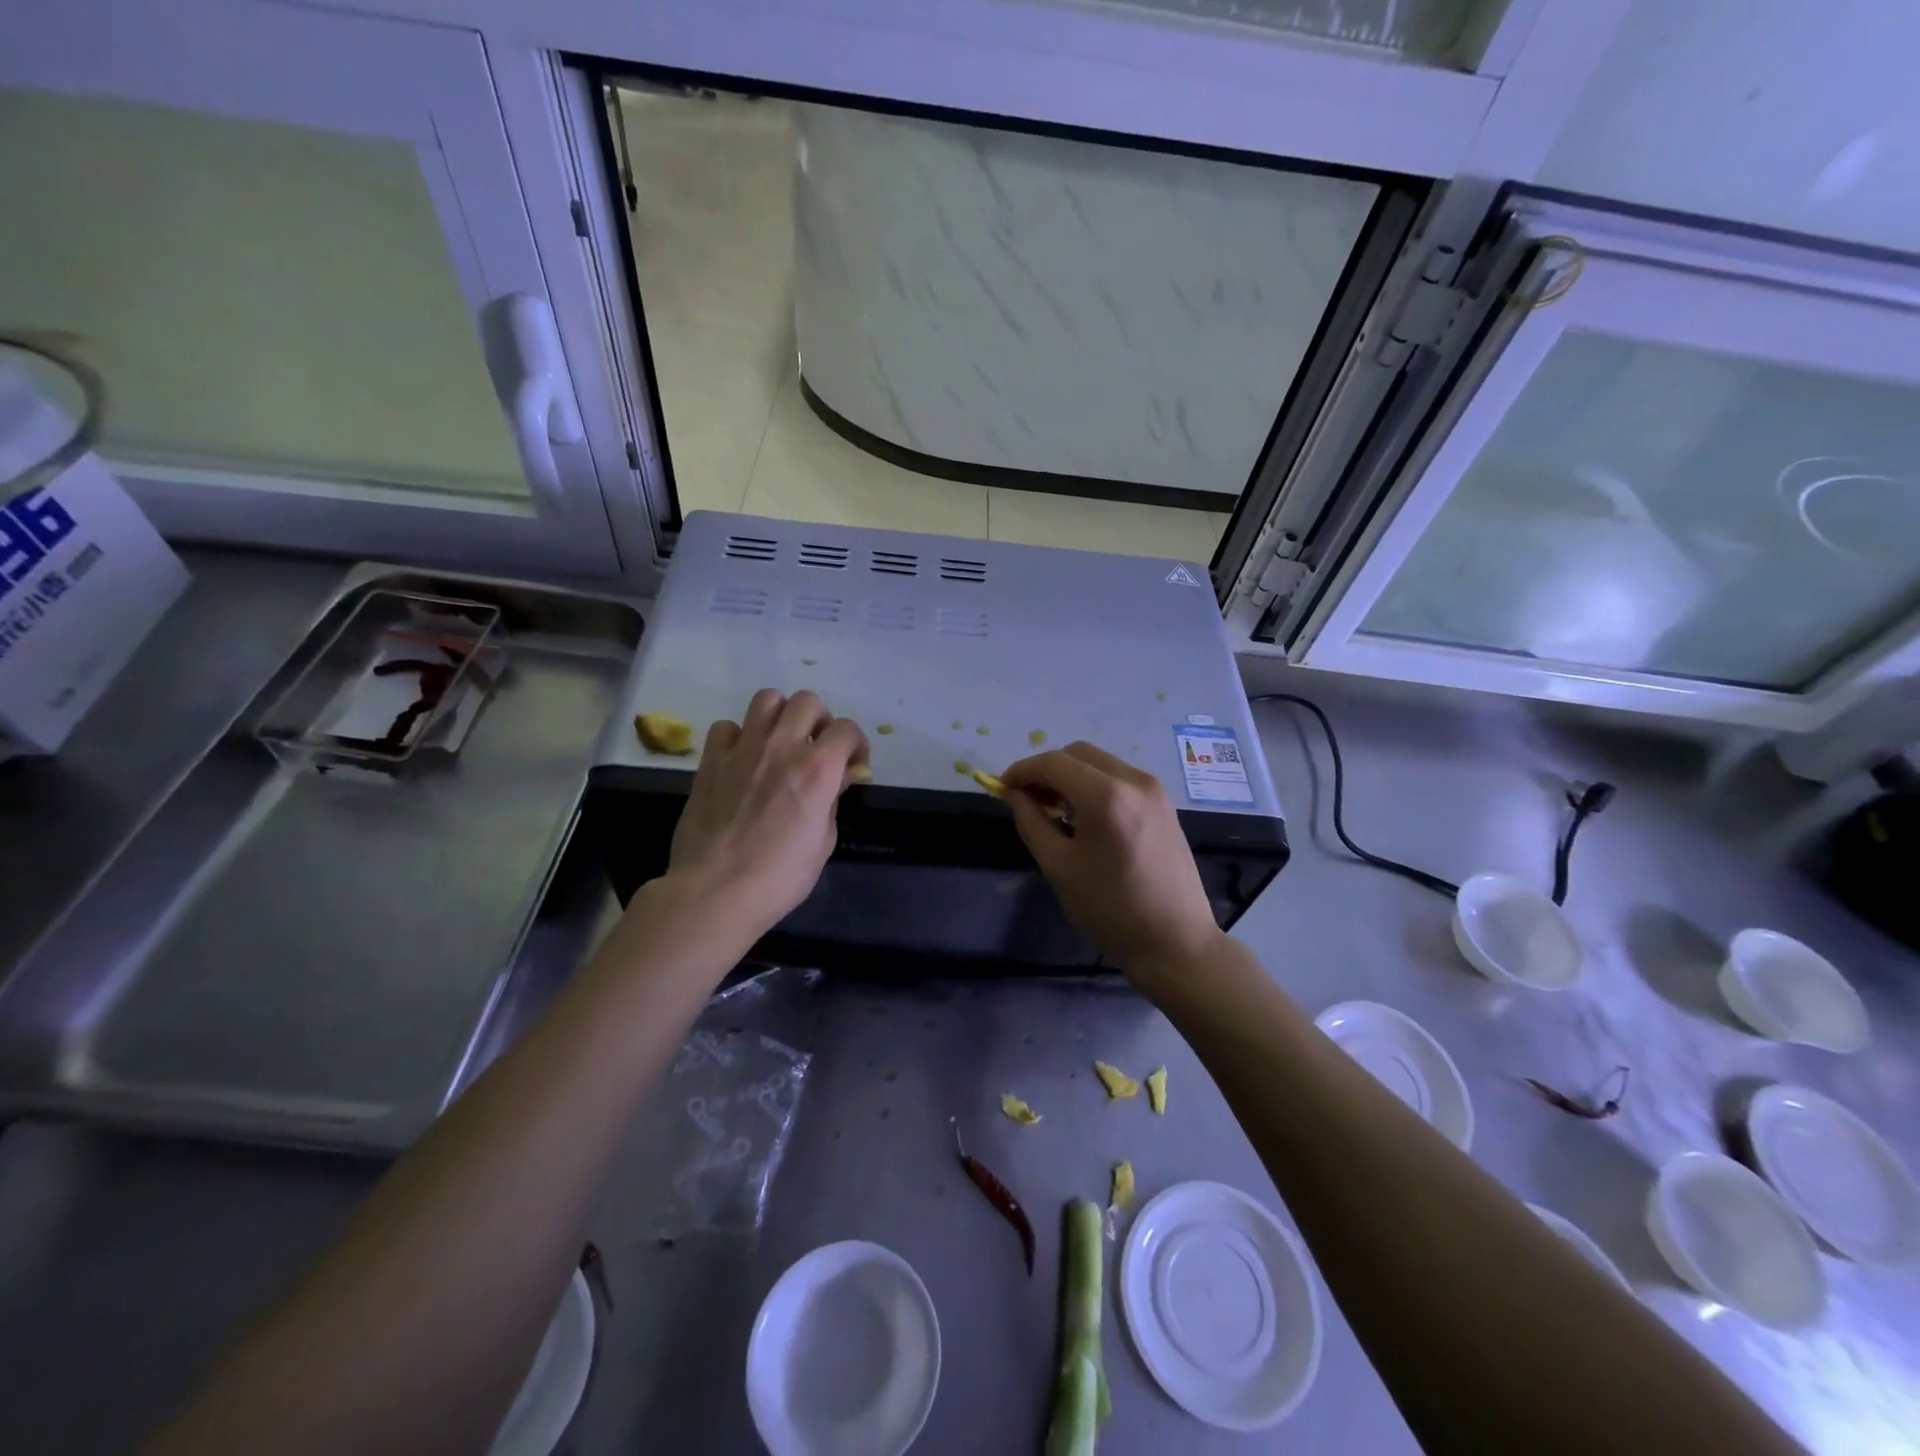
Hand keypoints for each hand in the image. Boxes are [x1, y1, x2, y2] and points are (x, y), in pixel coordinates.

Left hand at [662, 689, 867, 939]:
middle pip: (808, 701)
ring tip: (781, 741)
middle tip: (817, 748)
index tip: (852, 765)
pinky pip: (727, 727)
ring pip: (767, 699)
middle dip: (820, 721)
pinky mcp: (711, 760)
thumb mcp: (823, 843)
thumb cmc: (779, 877)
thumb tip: (837, 781)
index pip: (847, 729)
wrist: (715, 892)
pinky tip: (742, 759)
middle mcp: (782, 746)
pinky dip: (739, 736)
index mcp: (818, 769)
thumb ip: (832, 802)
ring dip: (781, 715)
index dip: (856, 744)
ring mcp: (743, 749)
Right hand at [1001, 743, 1224, 986]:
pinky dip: (1094, 784)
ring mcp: (1154, 789)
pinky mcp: (1164, 802)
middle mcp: (1134, 780)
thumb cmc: (1110, 909)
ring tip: (1053, 809)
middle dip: (1046, 770)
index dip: (1022, 770)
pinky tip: (1084, 815)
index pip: (1053, 762)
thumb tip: (1012, 794)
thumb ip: (1031, 821)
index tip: (1002, 788)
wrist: (1174, 941)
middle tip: (1026, 799)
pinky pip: (1119, 777)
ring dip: (1071, 775)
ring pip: (1100, 762)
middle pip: (1078, 753)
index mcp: (1106, 796)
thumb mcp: (1058, 866)